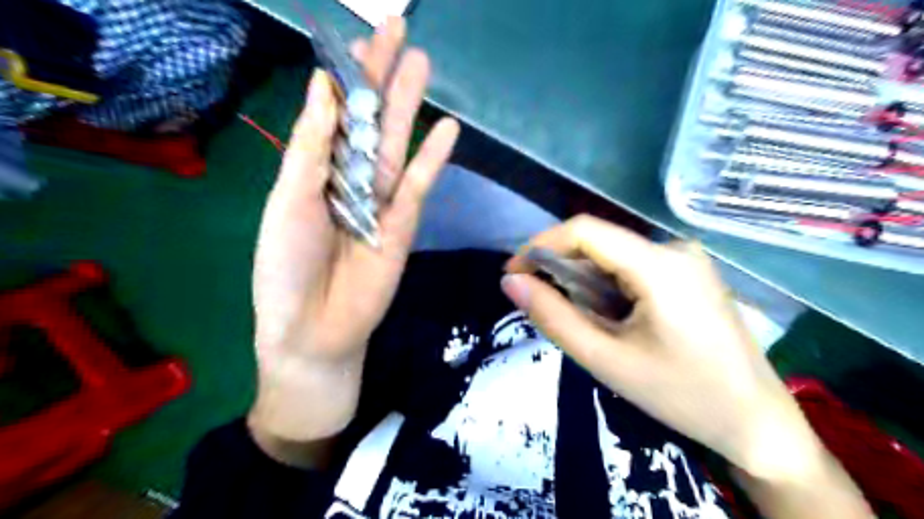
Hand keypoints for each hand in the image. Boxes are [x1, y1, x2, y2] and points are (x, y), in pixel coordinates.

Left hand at [249, 18, 456, 452]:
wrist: (314, 328)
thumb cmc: (286, 266)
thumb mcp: (288, 200)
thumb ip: (312, 148)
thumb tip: (323, 87)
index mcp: (314, 172)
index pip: (333, 114)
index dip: (345, 77)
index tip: (357, 39)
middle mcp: (349, 180)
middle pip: (368, 121)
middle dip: (382, 77)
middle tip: (399, 31)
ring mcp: (380, 201)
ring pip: (395, 145)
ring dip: (409, 106)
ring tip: (422, 64)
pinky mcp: (404, 224)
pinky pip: (418, 185)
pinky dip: (432, 158)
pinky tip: (447, 128)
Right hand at [505, 218, 829, 480]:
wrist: (756, 421)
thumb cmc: (680, 394)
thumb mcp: (605, 358)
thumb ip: (552, 317)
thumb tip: (510, 282)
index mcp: (659, 264)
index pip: (585, 230)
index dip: (540, 245)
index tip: (513, 273)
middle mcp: (675, 248)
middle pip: (599, 242)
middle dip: (561, 267)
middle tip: (539, 303)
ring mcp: (687, 259)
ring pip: (614, 255)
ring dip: (584, 280)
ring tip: (576, 317)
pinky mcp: (690, 273)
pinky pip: (633, 266)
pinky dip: (607, 285)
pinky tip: (608, 316)